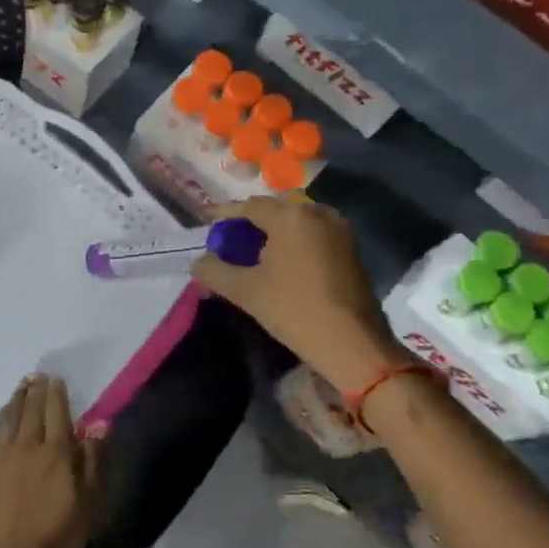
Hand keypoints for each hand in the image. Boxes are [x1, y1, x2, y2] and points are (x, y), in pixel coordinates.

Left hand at [0, 375, 101, 547]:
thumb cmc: (57, 538)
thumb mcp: (89, 503)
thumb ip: (93, 461)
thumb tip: (98, 424)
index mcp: (56, 452)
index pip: (56, 411)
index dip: (56, 393)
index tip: (56, 379)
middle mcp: (27, 445)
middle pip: (31, 409)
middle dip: (36, 390)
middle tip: (38, 376)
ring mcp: (0, 456)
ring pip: (9, 417)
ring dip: (17, 399)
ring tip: (22, 386)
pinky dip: (1, 418)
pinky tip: (4, 416)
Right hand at [190, 197, 402, 388]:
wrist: (351, 341)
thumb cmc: (293, 309)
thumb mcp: (245, 290)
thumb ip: (215, 271)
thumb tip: (197, 262)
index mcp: (290, 216)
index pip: (249, 206)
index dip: (225, 213)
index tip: (206, 219)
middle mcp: (317, 213)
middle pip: (275, 208)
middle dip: (252, 219)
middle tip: (232, 237)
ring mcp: (338, 229)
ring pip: (297, 220)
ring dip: (275, 229)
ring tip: (255, 249)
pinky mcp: (350, 248)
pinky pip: (313, 233)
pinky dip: (294, 239)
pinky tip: (283, 261)